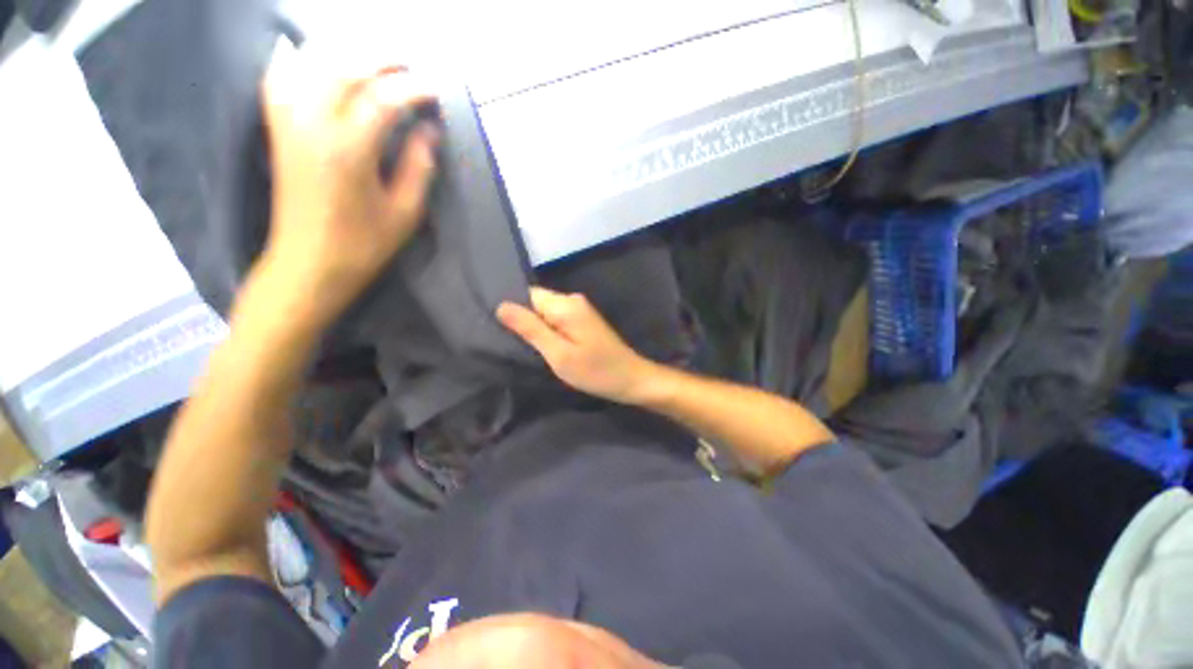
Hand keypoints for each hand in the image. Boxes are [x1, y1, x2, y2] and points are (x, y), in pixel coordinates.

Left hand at [260, 46, 439, 328]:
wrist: (308, 265)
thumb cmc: (363, 245)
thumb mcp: (404, 213)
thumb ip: (419, 168)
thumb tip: (429, 132)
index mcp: (349, 150)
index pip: (383, 99)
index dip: (413, 89)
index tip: (435, 90)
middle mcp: (313, 125)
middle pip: (345, 68)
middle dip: (381, 59)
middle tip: (410, 67)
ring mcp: (289, 123)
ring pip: (311, 64)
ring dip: (345, 52)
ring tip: (374, 59)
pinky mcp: (278, 130)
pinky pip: (281, 79)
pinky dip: (296, 59)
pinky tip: (312, 55)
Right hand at [496, 287, 660, 404]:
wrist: (632, 379)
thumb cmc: (596, 371)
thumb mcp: (559, 354)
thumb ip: (530, 329)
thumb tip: (501, 305)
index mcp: (566, 304)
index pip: (527, 295)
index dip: (512, 310)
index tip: (499, 330)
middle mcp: (573, 300)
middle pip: (536, 303)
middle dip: (523, 321)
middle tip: (512, 344)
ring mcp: (580, 310)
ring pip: (545, 313)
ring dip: (535, 329)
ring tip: (525, 348)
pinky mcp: (583, 321)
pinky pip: (556, 320)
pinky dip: (548, 332)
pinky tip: (544, 348)